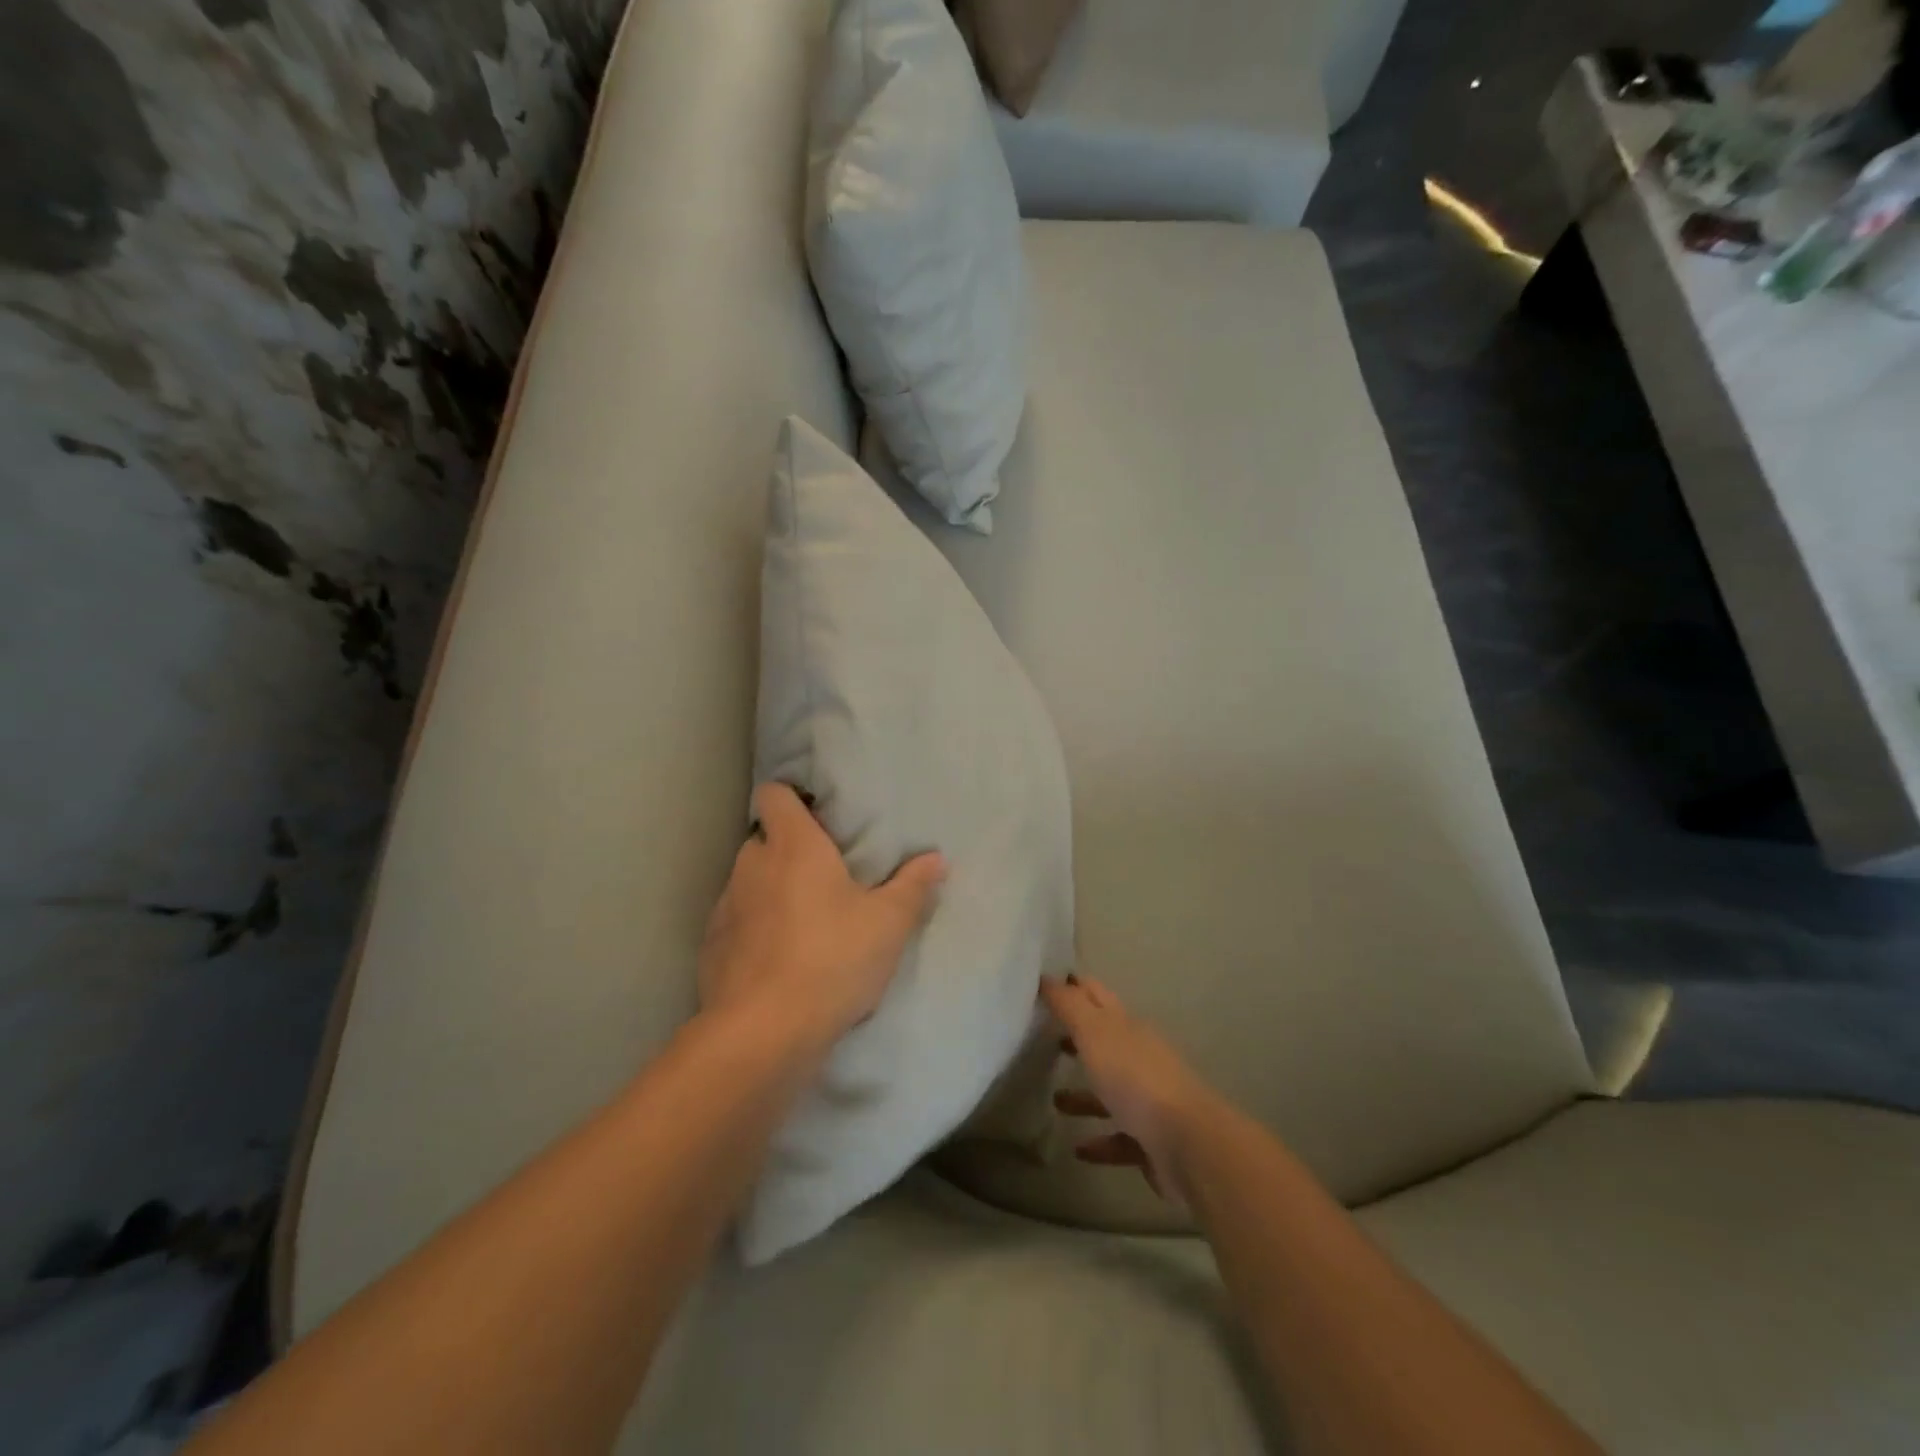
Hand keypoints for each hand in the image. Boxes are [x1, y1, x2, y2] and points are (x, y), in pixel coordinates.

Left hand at [698, 783, 945, 1051]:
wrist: (763, 1033)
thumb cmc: (832, 959)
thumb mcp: (888, 924)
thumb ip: (912, 886)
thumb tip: (936, 858)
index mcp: (793, 846)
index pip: (775, 795)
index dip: (792, 798)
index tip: (818, 817)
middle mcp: (752, 866)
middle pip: (765, 840)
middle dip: (789, 851)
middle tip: (825, 876)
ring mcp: (725, 907)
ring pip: (749, 883)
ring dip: (771, 892)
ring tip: (804, 922)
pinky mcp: (712, 948)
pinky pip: (736, 923)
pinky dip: (754, 931)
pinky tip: (779, 960)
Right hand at [1041, 974, 1218, 1207]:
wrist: (1188, 1144)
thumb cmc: (1135, 1079)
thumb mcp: (1095, 1033)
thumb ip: (1069, 1006)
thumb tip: (1046, 976)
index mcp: (1128, 1027)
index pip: (1097, 996)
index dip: (1074, 987)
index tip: (1047, 982)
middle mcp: (1140, 1057)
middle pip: (1105, 1042)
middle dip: (1078, 1037)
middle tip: (1044, 1036)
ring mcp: (1149, 1100)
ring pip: (1111, 1091)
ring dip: (1085, 1095)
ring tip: (1055, 1100)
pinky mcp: (1152, 1141)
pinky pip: (1120, 1137)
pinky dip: (1100, 1141)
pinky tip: (1079, 1149)